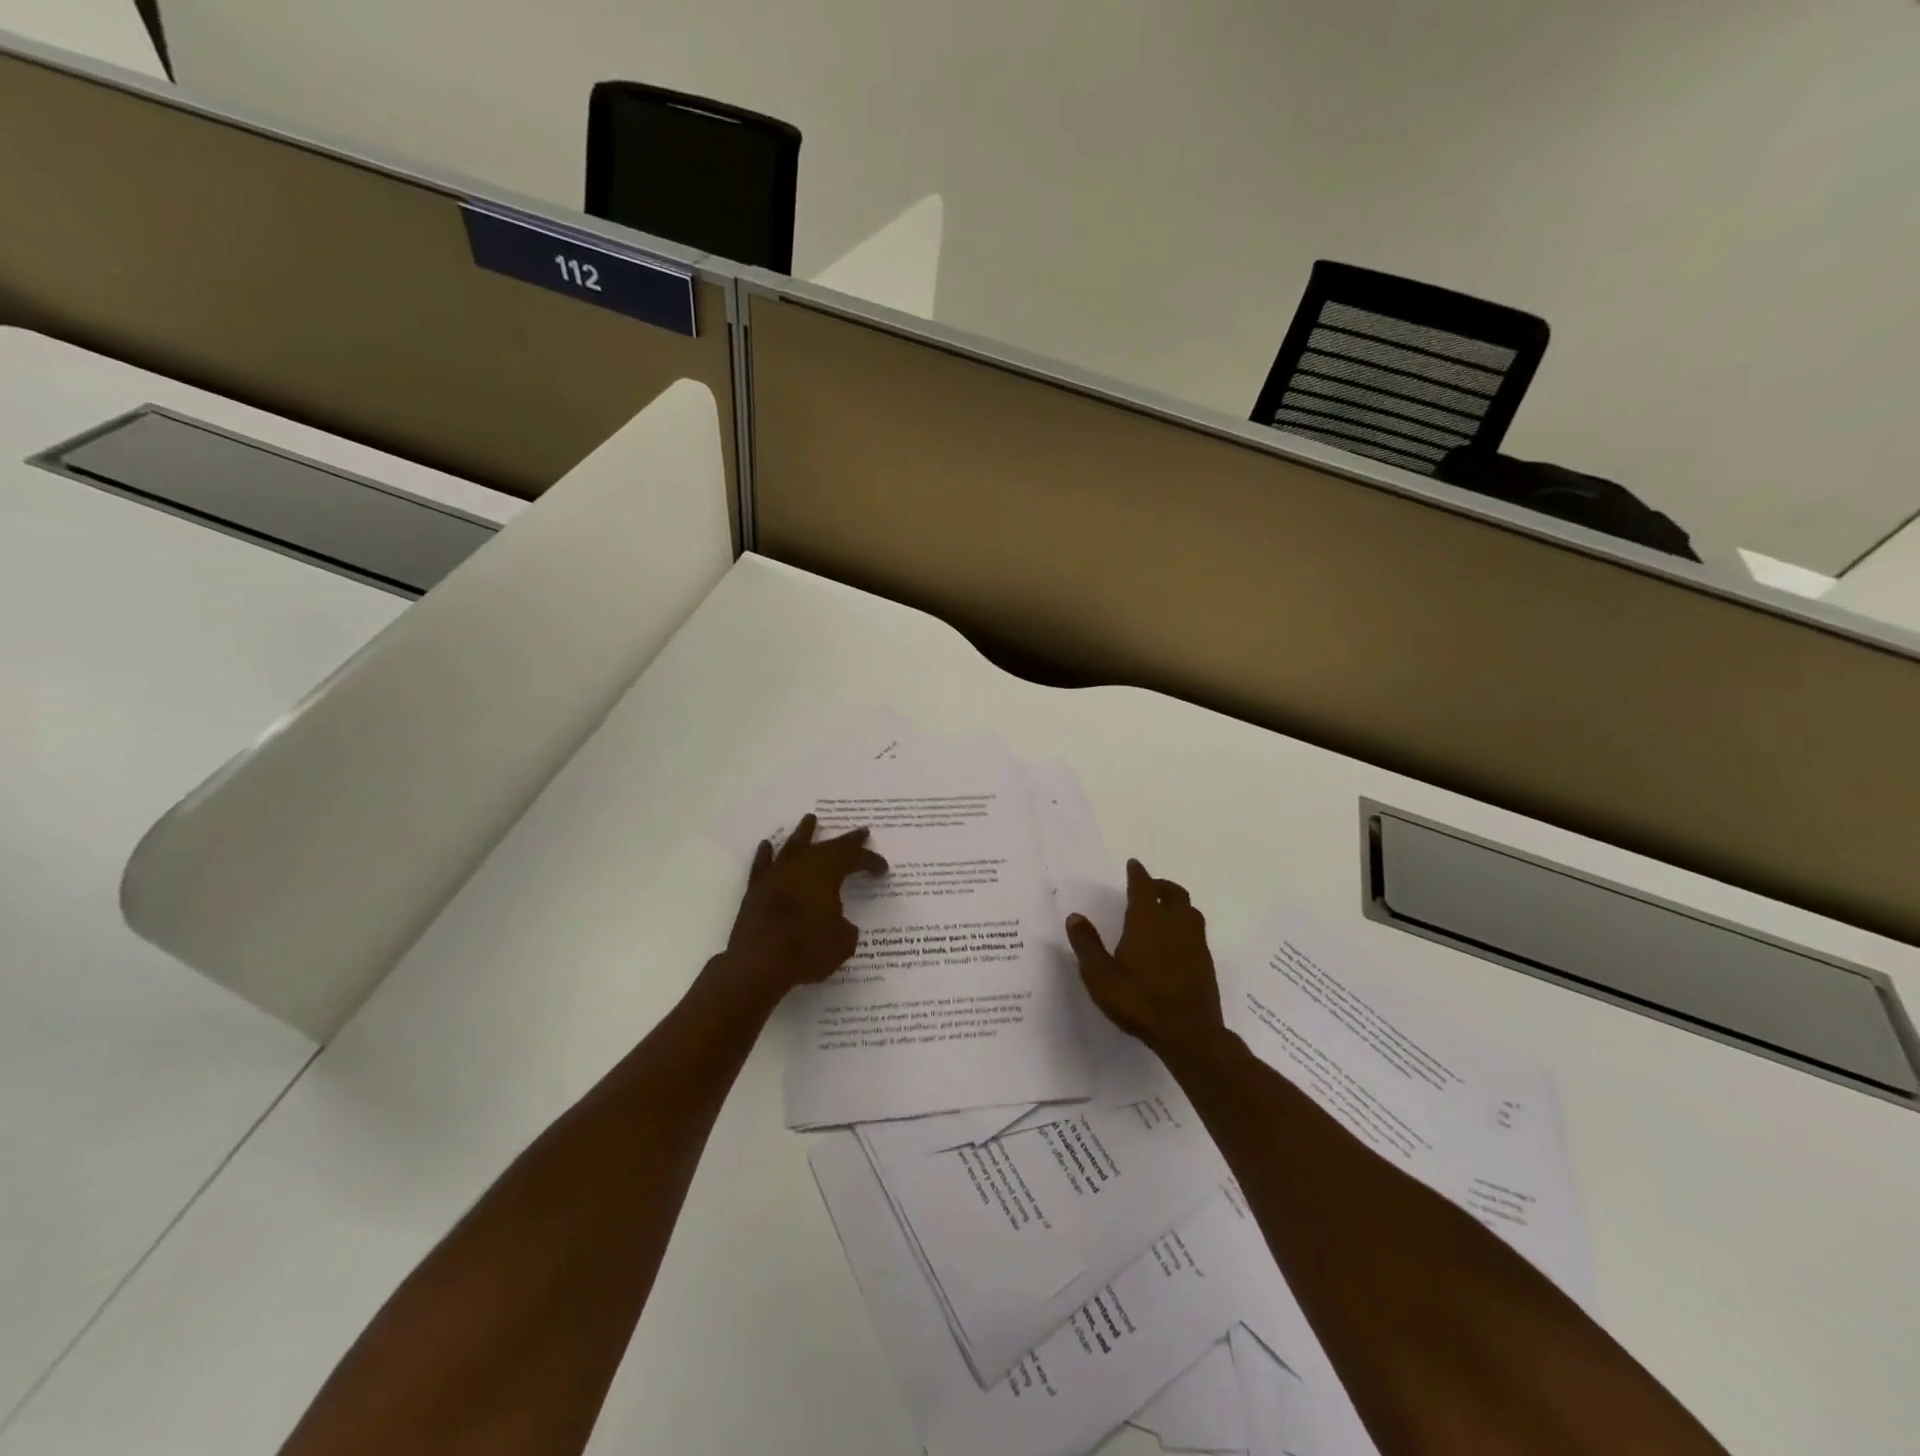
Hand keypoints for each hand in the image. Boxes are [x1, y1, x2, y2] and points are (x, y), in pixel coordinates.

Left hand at [722, 814, 887, 1000]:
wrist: (758, 963)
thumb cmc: (806, 949)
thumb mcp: (842, 942)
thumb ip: (845, 928)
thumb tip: (840, 924)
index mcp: (828, 872)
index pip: (855, 859)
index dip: (871, 861)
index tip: (882, 869)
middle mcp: (802, 865)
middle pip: (828, 846)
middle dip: (846, 841)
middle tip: (860, 832)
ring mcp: (776, 874)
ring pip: (793, 845)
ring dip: (804, 833)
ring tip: (810, 819)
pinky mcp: (756, 889)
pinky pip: (763, 864)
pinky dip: (766, 855)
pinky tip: (767, 846)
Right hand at [1066, 859, 1225, 1059]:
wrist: (1187, 1033)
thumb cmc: (1138, 1000)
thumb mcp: (1100, 975)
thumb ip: (1087, 944)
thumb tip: (1076, 917)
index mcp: (1147, 921)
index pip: (1143, 887)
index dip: (1138, 874)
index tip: (1134, 864)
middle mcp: (1174, 924)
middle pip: (1174, 893)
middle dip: (1161, 886)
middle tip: (1149, 887)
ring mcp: (1194, 943)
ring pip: (1190, 911)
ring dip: (1177, 904)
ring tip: (1164, 910)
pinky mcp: (1205, 962)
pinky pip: (1197, 931)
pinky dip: (1185, 925)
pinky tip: (1176, 941)